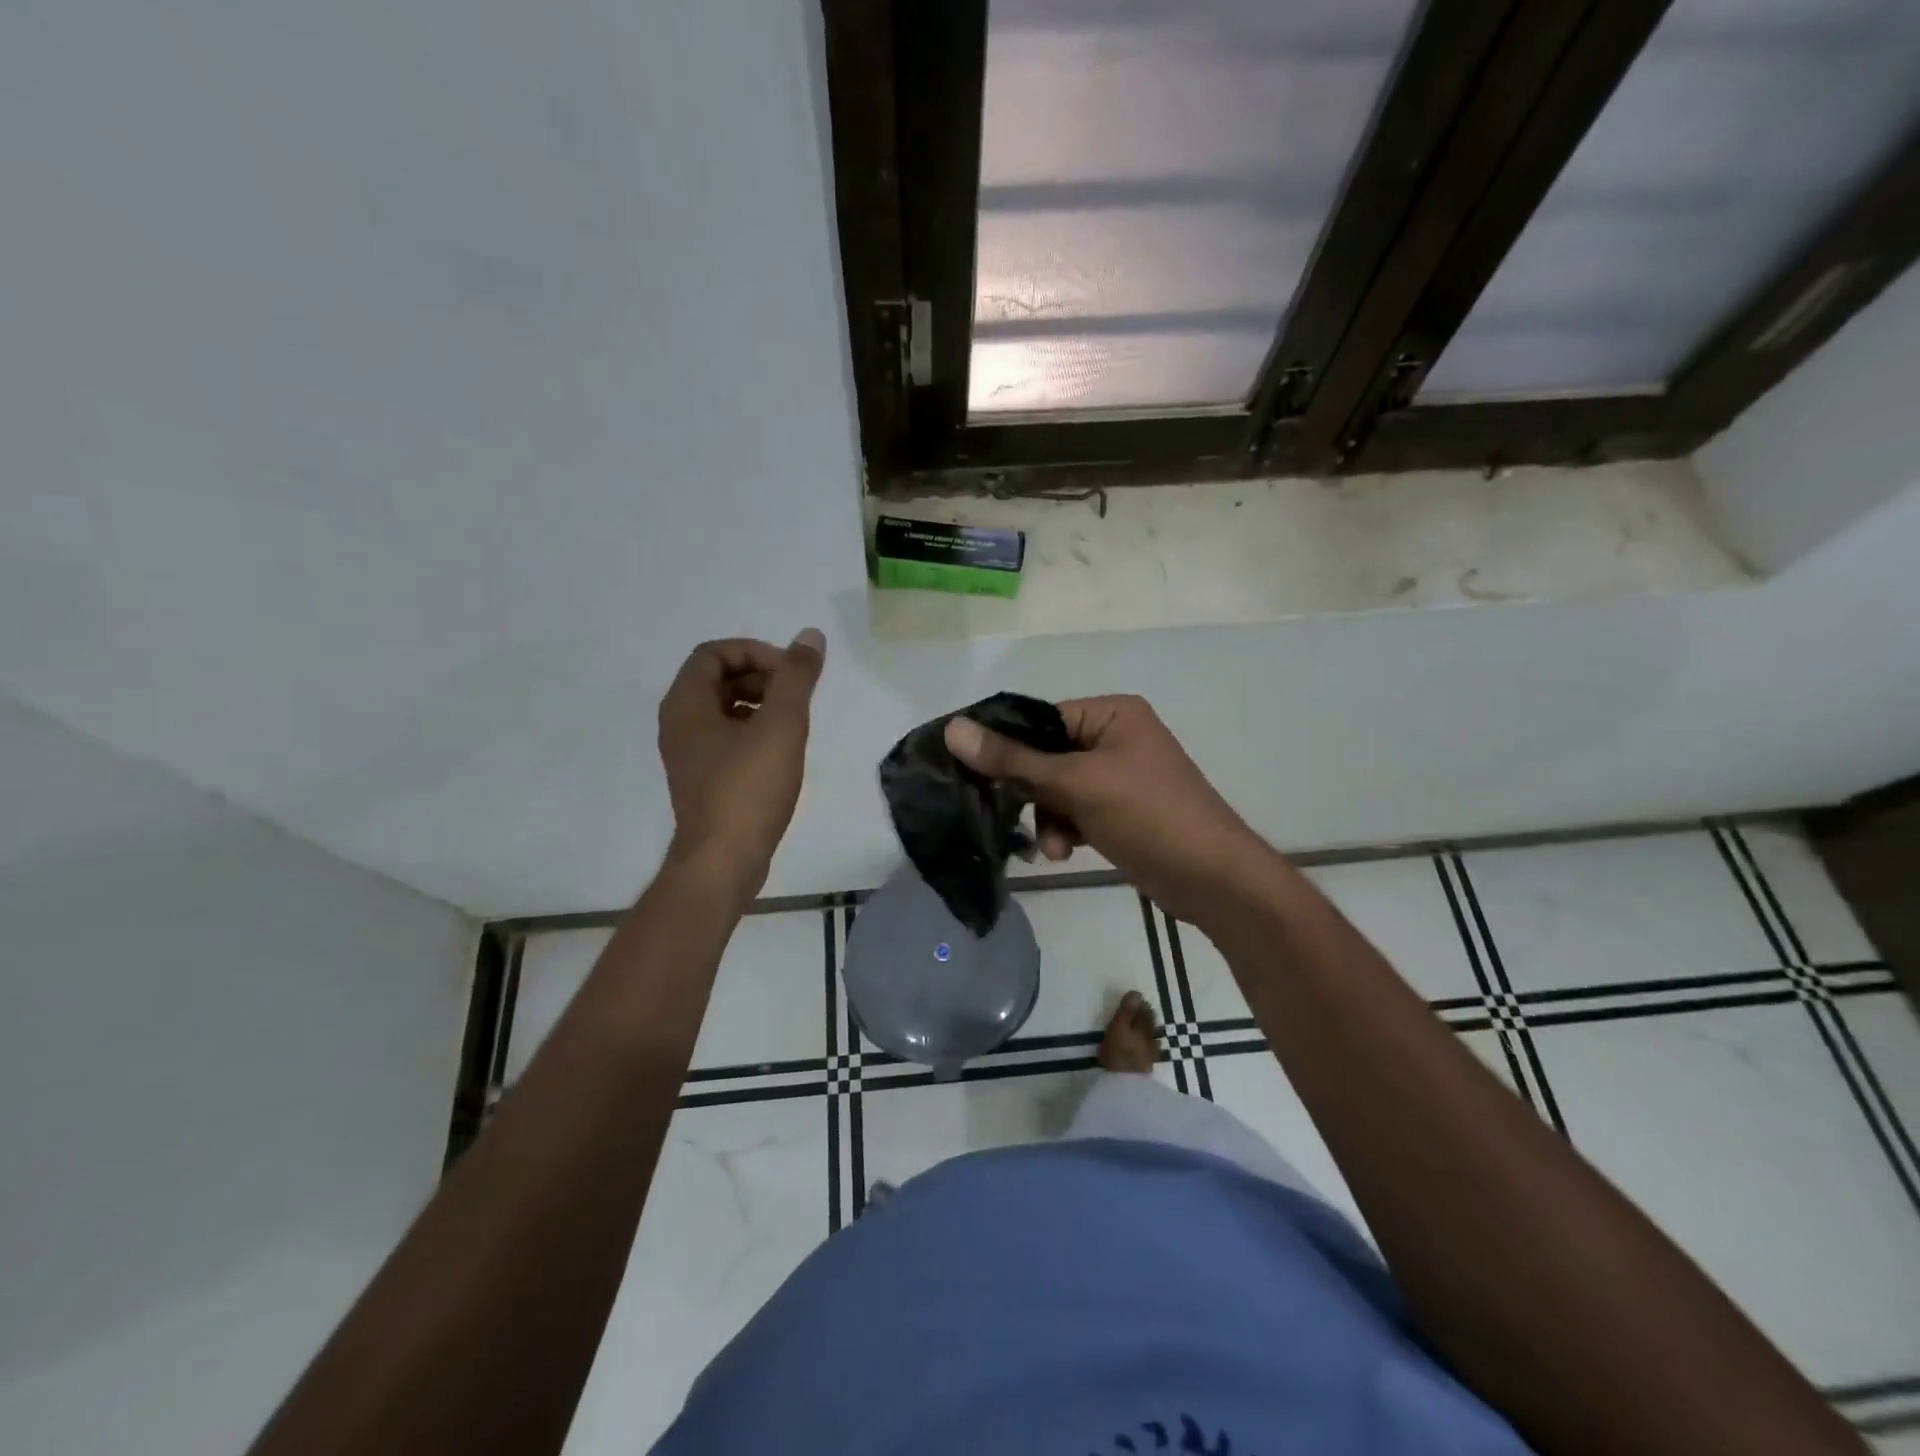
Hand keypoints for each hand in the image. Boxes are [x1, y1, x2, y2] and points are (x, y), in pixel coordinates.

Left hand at [658, 631, 824, 891]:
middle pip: (717, 678)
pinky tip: (782, 749)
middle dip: (760, 676)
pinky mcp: (704, 778)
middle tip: (796, 695)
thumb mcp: (781, 726)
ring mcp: (689, 754)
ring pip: (723, 708)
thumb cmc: (749, 789)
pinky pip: (726, 736)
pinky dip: (753, 729)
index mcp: (686, 705)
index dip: (755, 652)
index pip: (714, 653)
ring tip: (794, 721)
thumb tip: (810, 636)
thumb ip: (796, 677)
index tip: (790, 672)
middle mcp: (679, 724)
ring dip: (759, 702)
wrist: (724, 862)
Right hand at [944, 695, 1274, 926]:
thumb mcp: (1077, 784)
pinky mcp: (1120, 810)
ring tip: (1056, 847)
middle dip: (1033, 792)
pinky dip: (1066, 828)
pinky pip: (1075, 809)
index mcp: (1112, 713)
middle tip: (1015, 815)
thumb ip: (1014, 759)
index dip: (1006, 745)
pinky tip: (1067, 851)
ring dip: (1049, 817)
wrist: (1215, 881)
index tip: (970, 773)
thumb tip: (953, 728)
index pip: (1040, 719)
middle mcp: (1115, 736)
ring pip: (1056, 788)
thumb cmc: (1149, 816)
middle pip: (1045, 755)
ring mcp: (1119, 775)